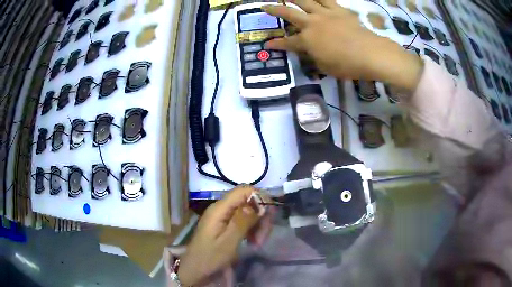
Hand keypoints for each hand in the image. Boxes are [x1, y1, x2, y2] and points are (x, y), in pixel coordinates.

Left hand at [178, 186, 263, 285]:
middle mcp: (221, 208)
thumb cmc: (210, 257)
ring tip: (258, 243)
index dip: (260, 198)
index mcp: (220, 209)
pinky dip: (251, 229)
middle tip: (263, 237)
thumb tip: (259, 203)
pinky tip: (252, 242)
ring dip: (257, 225)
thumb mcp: (228, 242)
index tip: (269, 216)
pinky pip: (243, 221)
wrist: (195, 269)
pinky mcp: (224, 225)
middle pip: (248, 202)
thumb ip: (243, 221)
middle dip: (260, 217)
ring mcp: (223, 216)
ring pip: (248, 212)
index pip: (244, 190)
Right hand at [263, 0, 422, 91]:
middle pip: (289, 13)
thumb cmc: (347, 65)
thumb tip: (311, 52)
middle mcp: (312, 23)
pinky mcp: (339, 10)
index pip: (287, 43)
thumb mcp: (325, 67)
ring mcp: (325, 14)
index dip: (276, 44)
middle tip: (265, 6)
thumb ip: (314, 57)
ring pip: (305, 0)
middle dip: (274, 10)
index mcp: (307, 41)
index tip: (267, 44)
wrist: (370, 54)